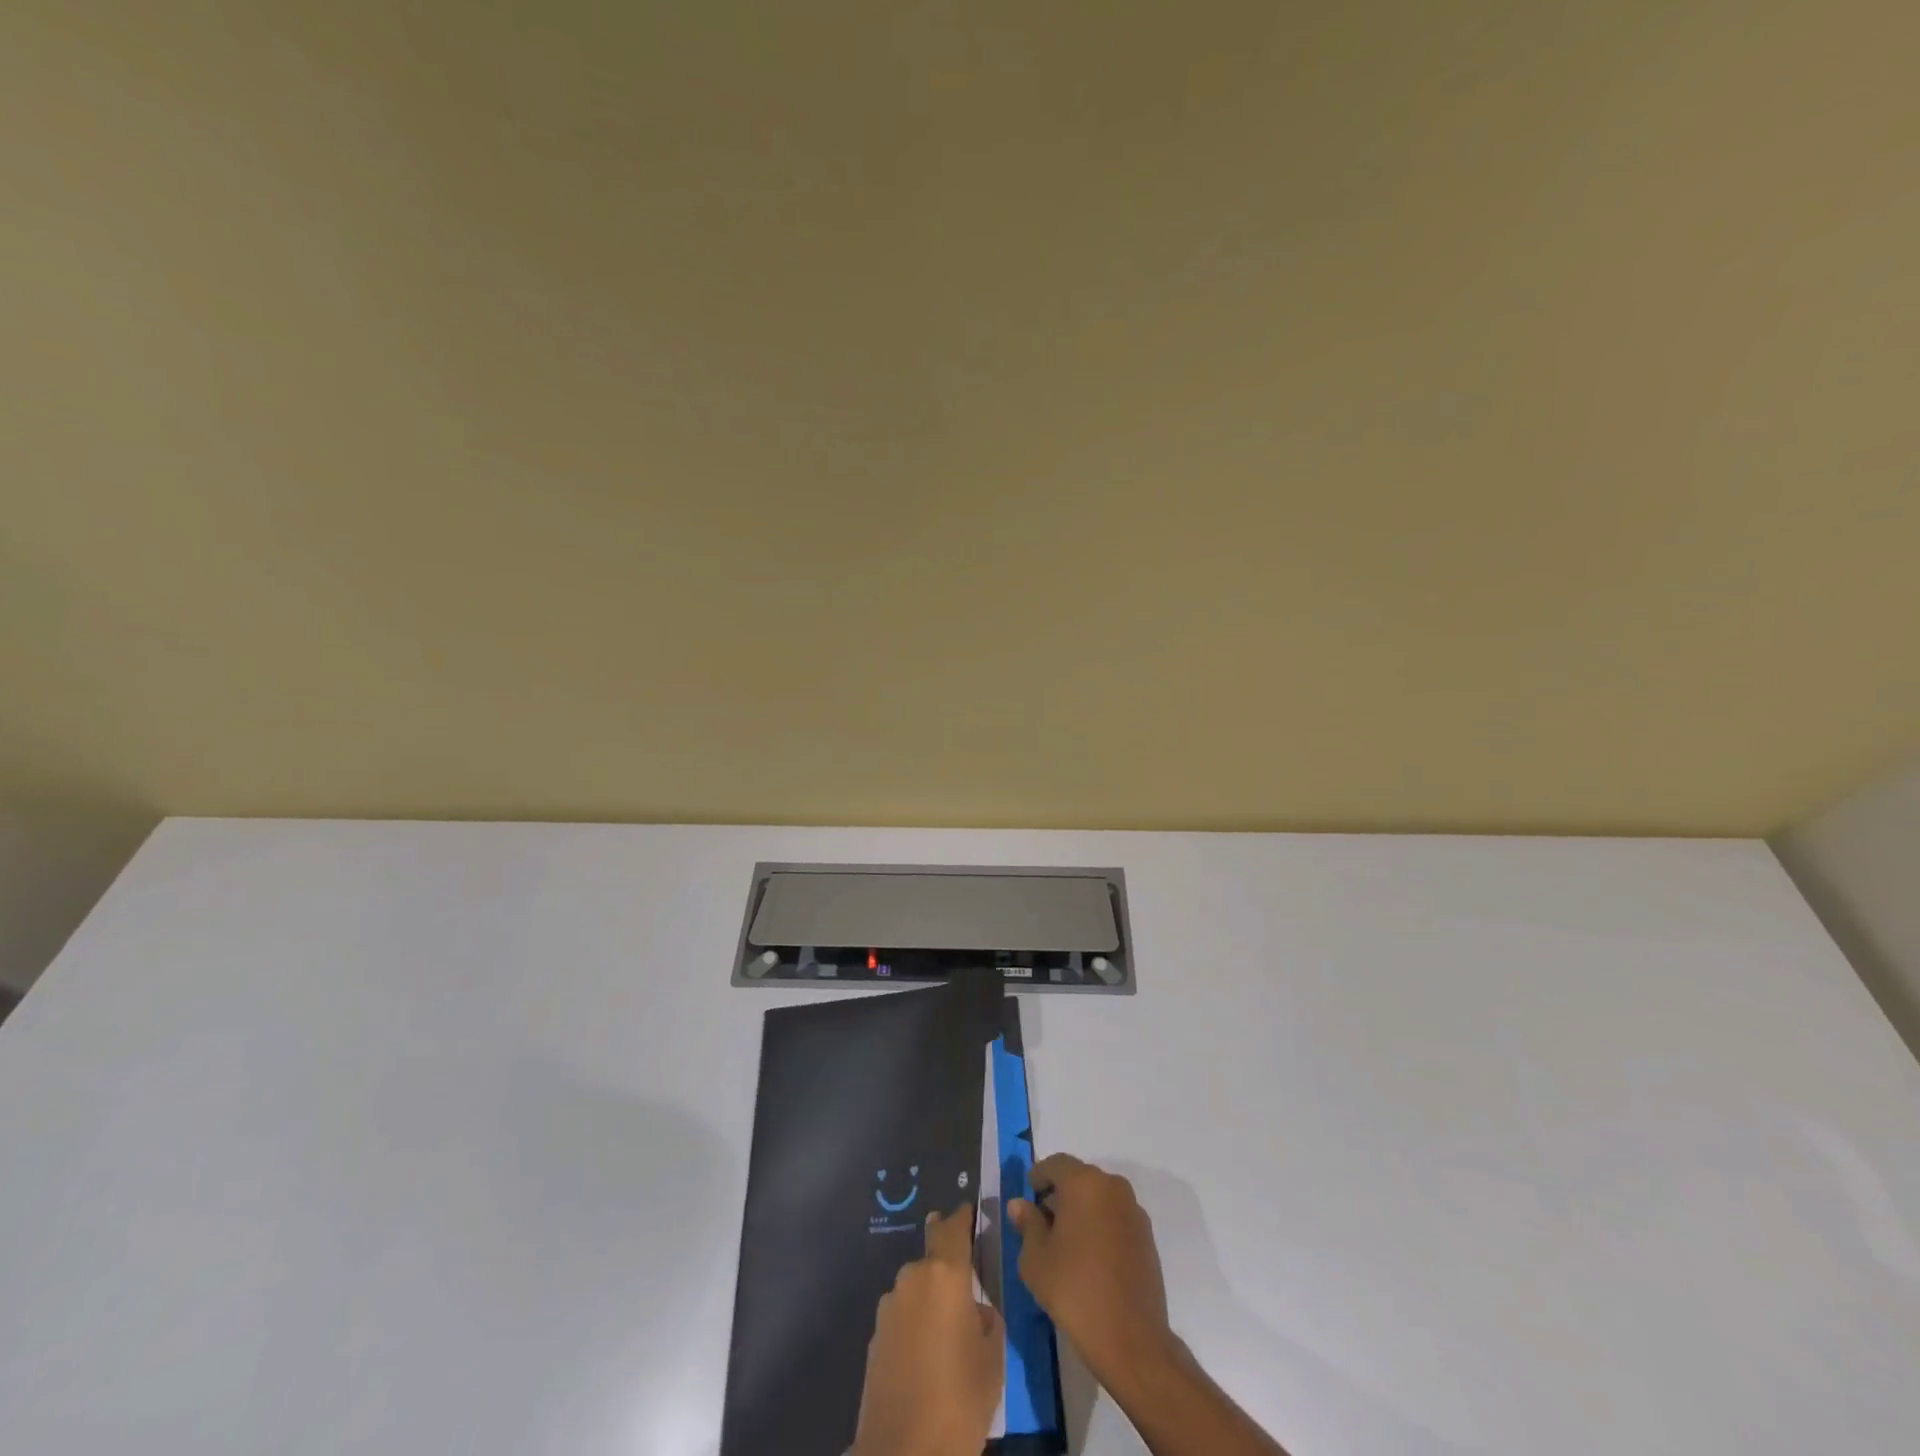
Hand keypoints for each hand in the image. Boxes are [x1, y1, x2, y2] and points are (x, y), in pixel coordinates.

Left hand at [852, 1207, 1003, 1455]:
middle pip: (932, 1258)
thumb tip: (973, 1309)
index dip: (962, 1218)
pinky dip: (915, 1324)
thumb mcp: (992, 1358)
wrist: (901, 1454)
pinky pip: (902, 1316)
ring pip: (916, 1288)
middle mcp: (913, 1278)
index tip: (970, 1211)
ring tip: (947, 1333)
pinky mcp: (874, 1336)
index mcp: (945, 1274)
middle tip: (965, 1287)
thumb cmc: (959, 1400)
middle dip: (947, 1266)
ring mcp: (889, 1307)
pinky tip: (926, 1355)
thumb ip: (986, 1319)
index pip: (953, 1228)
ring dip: (930, 1299)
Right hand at [1008, 1155, 1177, 1387]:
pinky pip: (1116, 1218)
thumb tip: (1020, 1204)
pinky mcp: (1147, 1236)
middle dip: (1059, 1195)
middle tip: (1042, 1224)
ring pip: (1099, 1198)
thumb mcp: (1035, 1258)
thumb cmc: (1074, 1290)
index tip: (1027, 1200)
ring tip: (1067, 1244)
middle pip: (1079, 1179)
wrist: (1131, 1338)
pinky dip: (1101, 1226)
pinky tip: (1091, 1258)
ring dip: (1082, 1210)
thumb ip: (1027, 1224)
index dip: (1037, 1178)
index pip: (1055, 1164)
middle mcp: (1112, 1186)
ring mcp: (1134, 1210)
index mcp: (1084, 1182)